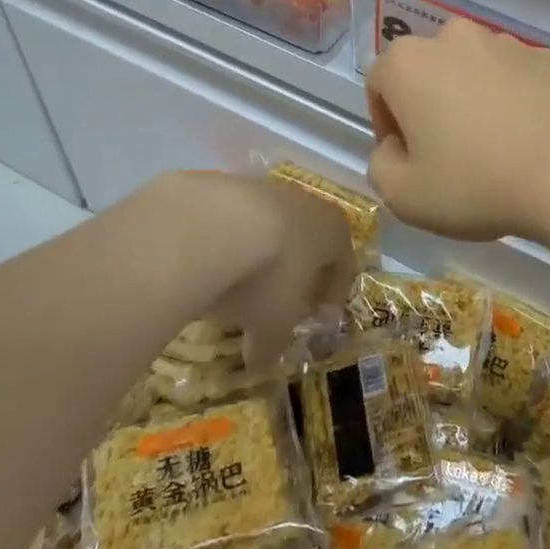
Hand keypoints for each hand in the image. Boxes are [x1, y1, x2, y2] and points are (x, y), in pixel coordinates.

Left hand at [148, 172, 356, 365]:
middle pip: (307, 241)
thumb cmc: (265, 277)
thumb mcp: (273, 325)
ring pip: (268, 227)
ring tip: (233, 288)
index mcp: (333, 231)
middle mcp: (305, 202)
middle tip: (276, 306)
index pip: (344, 265)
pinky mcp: (223, 183)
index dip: (332, 296)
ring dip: (257, 255)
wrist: (207, 225)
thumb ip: (273, 346)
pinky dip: (223, 242)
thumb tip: (261, 365)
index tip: (315, 320)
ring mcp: (263, 188)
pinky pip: (230, 219)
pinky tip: (204, 265)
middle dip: (294, 274)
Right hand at [365, 20, 549, 242]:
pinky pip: (515, 77)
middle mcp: (454, 38)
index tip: (408, 158)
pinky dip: (512, 98)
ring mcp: (506, 43)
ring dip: (470, 97)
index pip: (379, 84)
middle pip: (427, 70)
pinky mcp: (548, 57)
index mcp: (409, 62)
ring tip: (492, 145)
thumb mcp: (404, 196)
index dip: (387, 123)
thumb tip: (396, 146)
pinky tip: (527, 137)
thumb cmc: (476, 183)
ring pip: (472, 69)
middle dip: (428, 104)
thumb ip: (380, 164)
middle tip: (447, 151)